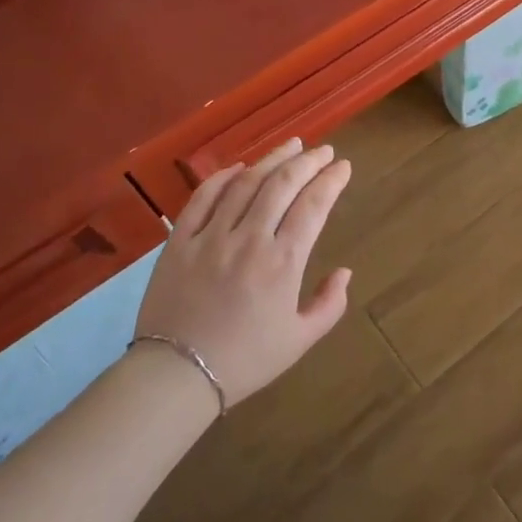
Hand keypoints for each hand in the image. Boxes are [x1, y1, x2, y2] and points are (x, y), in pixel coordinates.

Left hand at [131, 138, 352, 407]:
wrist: (176, 377)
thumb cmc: (245, 361)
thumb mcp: (300, 340)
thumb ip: (329, 304)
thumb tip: (345, 271)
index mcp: (283, 263)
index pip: (313, 205)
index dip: (331, 180)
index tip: (344, 166)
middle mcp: (249, 240)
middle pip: (282, 184)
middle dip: (308, 161)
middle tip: (323, 150)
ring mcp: (211, 236)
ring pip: (246, 183)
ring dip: (272, 159)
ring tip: (291, 145)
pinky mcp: (180, 241)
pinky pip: (203, 198)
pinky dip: (223, 177)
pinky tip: (239, 168)